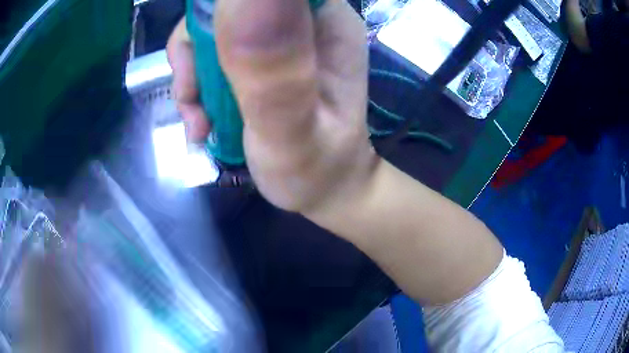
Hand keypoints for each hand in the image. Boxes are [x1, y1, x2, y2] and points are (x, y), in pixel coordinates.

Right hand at [167, 0, 379, 213]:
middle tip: (193, 100)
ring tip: (199, 123)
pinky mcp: (261, 55)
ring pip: (213, 28)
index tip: (202, 56)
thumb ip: (270, 70)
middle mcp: (304, 19)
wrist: (324, 188)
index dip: (221, 10)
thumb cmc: (315, 170)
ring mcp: (280, 35)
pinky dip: (197, 84)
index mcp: (327, 23)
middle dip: (197, 51)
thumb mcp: (291, 130)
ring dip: (193, 75)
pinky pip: (212, 52)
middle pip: (228, 7)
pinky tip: (203, 120)